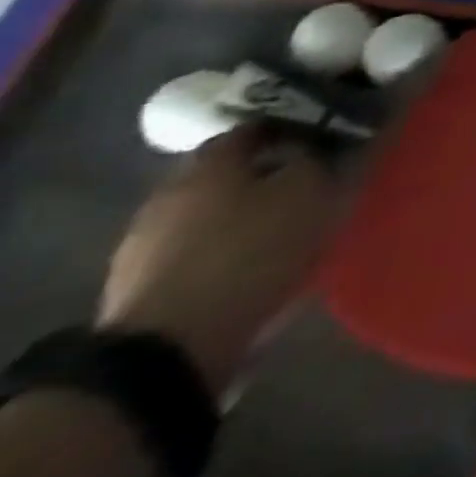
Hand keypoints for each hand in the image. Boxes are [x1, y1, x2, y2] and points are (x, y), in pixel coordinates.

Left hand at [97, 126, 347, 394]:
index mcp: (210, 161)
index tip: (330, 135)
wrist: (167, 352)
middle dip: (271, 172)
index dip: (298, 125)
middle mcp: (171, 192)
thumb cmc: (250, 251)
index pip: (260, 124)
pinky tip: (258, 265)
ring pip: (214, 213)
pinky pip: (199, 254)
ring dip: (248, 215)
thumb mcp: (311, 192)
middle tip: (315, 180)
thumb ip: (325, 157)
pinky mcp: (141, 290)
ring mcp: (146, 244)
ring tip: (291, 227)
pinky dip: (228, 252)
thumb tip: (333, 137)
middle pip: (233, 170)